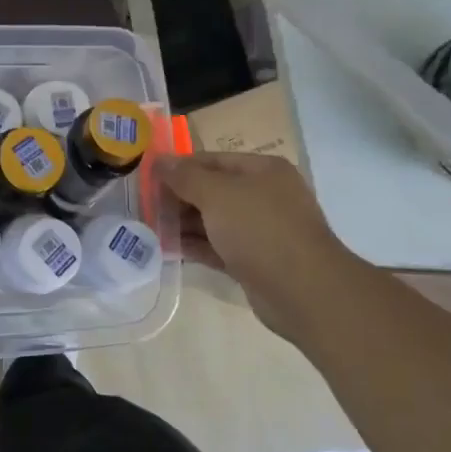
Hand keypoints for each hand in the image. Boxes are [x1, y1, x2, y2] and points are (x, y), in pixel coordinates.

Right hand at [158, 153, 355, 334]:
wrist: (303, 290)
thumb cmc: (260, 229)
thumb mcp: (217, 195)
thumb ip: (185, 177)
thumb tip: (159, 161)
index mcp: (263, 170)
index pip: (211, 160)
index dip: (179, 168)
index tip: (148, 180)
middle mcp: (265, 195)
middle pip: (212, 190)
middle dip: (179, 198)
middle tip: (147, 208)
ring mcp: (262, 230)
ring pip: (215, 221)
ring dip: (184, 224)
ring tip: (151, 229)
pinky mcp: (256, 260)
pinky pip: (219, 246)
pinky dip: (196, 246)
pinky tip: (169, 249)